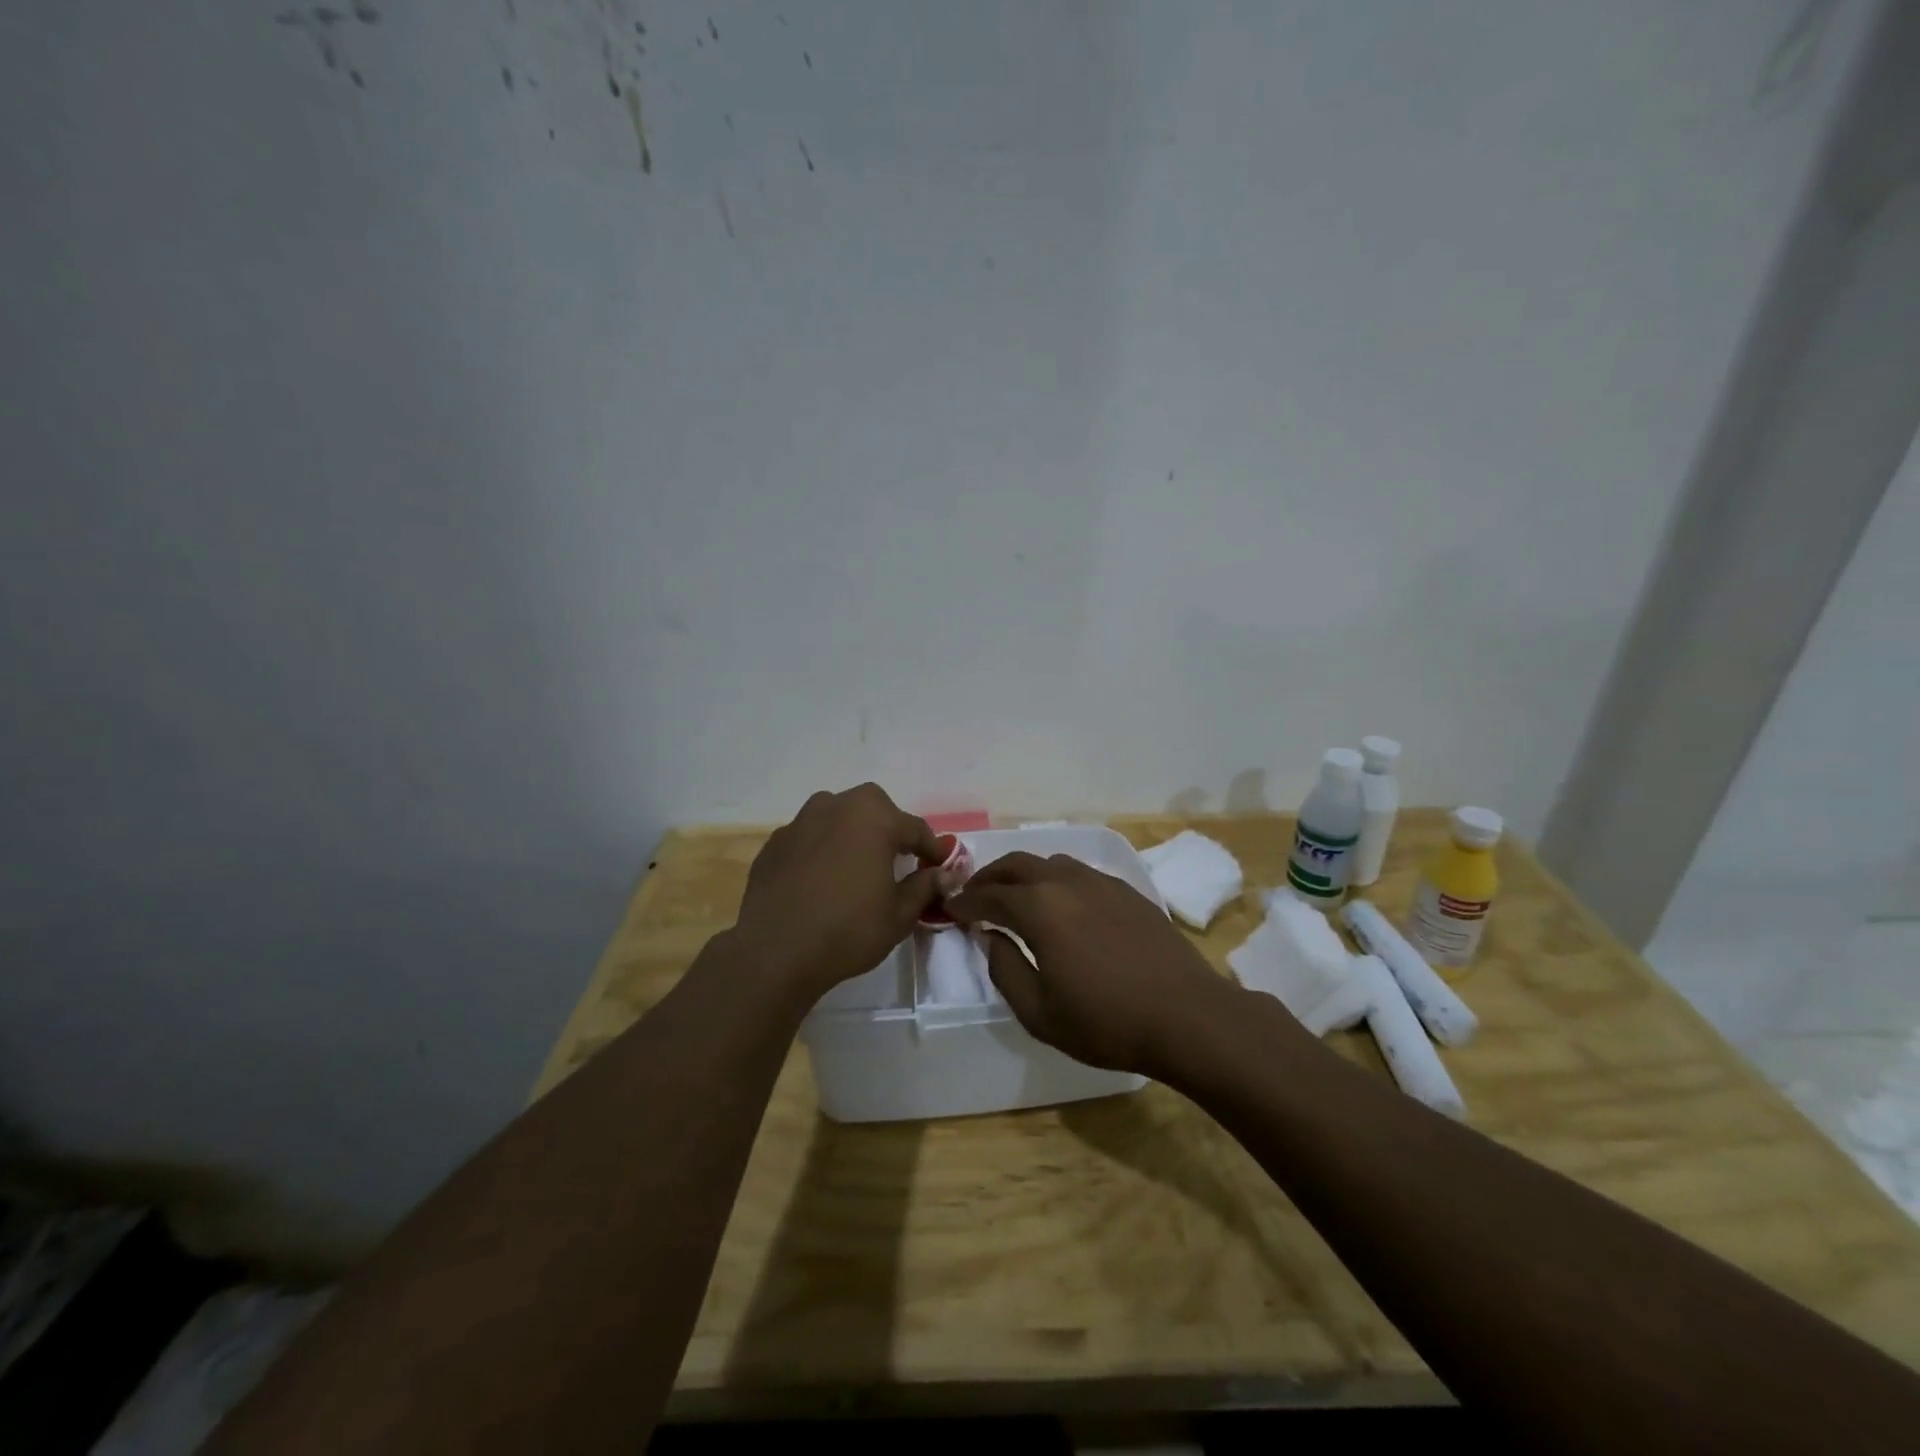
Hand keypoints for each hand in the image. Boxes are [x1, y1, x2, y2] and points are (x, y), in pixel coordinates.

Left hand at [733, 784, 943, 1000]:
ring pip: (836, 816)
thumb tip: (944, 874)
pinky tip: (819, 880)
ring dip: (851, 833)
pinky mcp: (774, 843)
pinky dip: (820, 850)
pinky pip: (808, 838)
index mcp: (873, 818)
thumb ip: (924, 887)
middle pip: (873, 808)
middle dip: (888, 828)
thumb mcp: (899, 914)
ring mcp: (799, 822)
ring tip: (855, 865)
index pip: (914, 827)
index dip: (931, 848)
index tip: (939, 866)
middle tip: (895, 860)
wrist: (776, 952)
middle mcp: (835, 807)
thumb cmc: (848, 930)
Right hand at [947, 851, 1242, 1077]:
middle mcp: (1066, 882)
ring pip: (1050, 863)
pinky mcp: (1127, 891)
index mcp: (1039, 908)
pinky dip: (1057, 881)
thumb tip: (989, 936)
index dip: (965, 901)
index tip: (949, 908)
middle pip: (1017, 864)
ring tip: (1016, 896)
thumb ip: (1004, 969)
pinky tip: (1062, 904)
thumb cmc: (1106, 1022)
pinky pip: (1080, 873)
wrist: (1187, 1016)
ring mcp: (1100, 882)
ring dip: (1024, 875)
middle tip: (974, 894)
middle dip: (989, 877)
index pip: (989, 895)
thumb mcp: (1039, 1012)